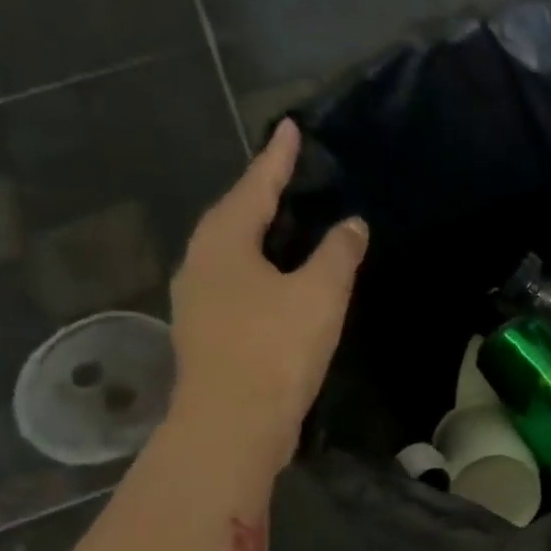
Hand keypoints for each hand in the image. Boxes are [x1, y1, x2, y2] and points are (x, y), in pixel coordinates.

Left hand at [167, 119, 368, 472]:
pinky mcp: (209, 333)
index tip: (291, 127)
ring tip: (289, 228)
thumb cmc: (275, 349)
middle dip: (263, 196)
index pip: (255, 186)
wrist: (234, 423)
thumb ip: (338, 255)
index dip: (277, 158)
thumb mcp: (319, 295)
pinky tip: (280, 285)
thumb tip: (352, 225)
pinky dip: (261, 273)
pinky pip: (237, 285)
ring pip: (233, 254)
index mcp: (223, 242)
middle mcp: (200, 263)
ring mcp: (198, 301)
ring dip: (261, 237)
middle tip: (291, 177)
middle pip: (235, 217)